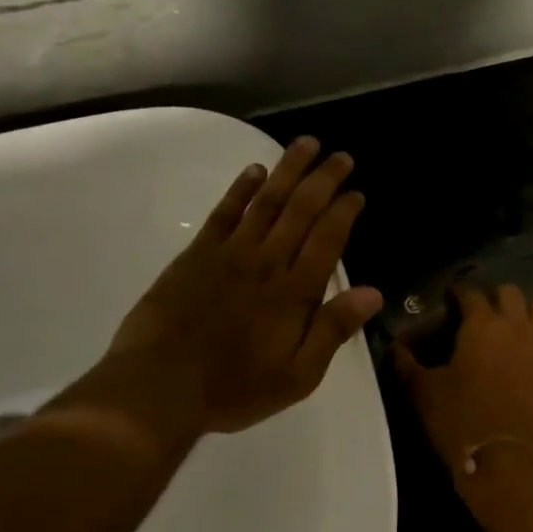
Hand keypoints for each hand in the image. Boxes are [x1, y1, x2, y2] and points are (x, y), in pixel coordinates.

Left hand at [42, 136, 384, 450]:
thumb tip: (374, 293)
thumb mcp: (298, 375)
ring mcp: (230, 253)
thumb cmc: (234, 387)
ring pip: (267, 201)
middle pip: (301, 209)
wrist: (158, 387)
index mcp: (295, 291)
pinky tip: (255, 170)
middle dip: (324, 179)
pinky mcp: (197, 254)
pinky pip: (225, 212)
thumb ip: (333, 330)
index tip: (357, 192)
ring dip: (288, 170)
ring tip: (306, 144)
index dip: (344, 211)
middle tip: (341, 156)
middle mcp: (267, 261)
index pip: (328, 239)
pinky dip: (242, 189)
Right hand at [393, 284, 532, 477]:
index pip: (470, 292)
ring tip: (521, 326)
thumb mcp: (424, 392)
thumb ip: (407, 365)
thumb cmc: (460, 421)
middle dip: (496, 298)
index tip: (451, 300)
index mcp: (480, 324)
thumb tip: (394, 347)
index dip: (459, 293)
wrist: (506, 460)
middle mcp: (516, 324)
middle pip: (510, 292)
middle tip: (485, 315)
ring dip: (532, 310)